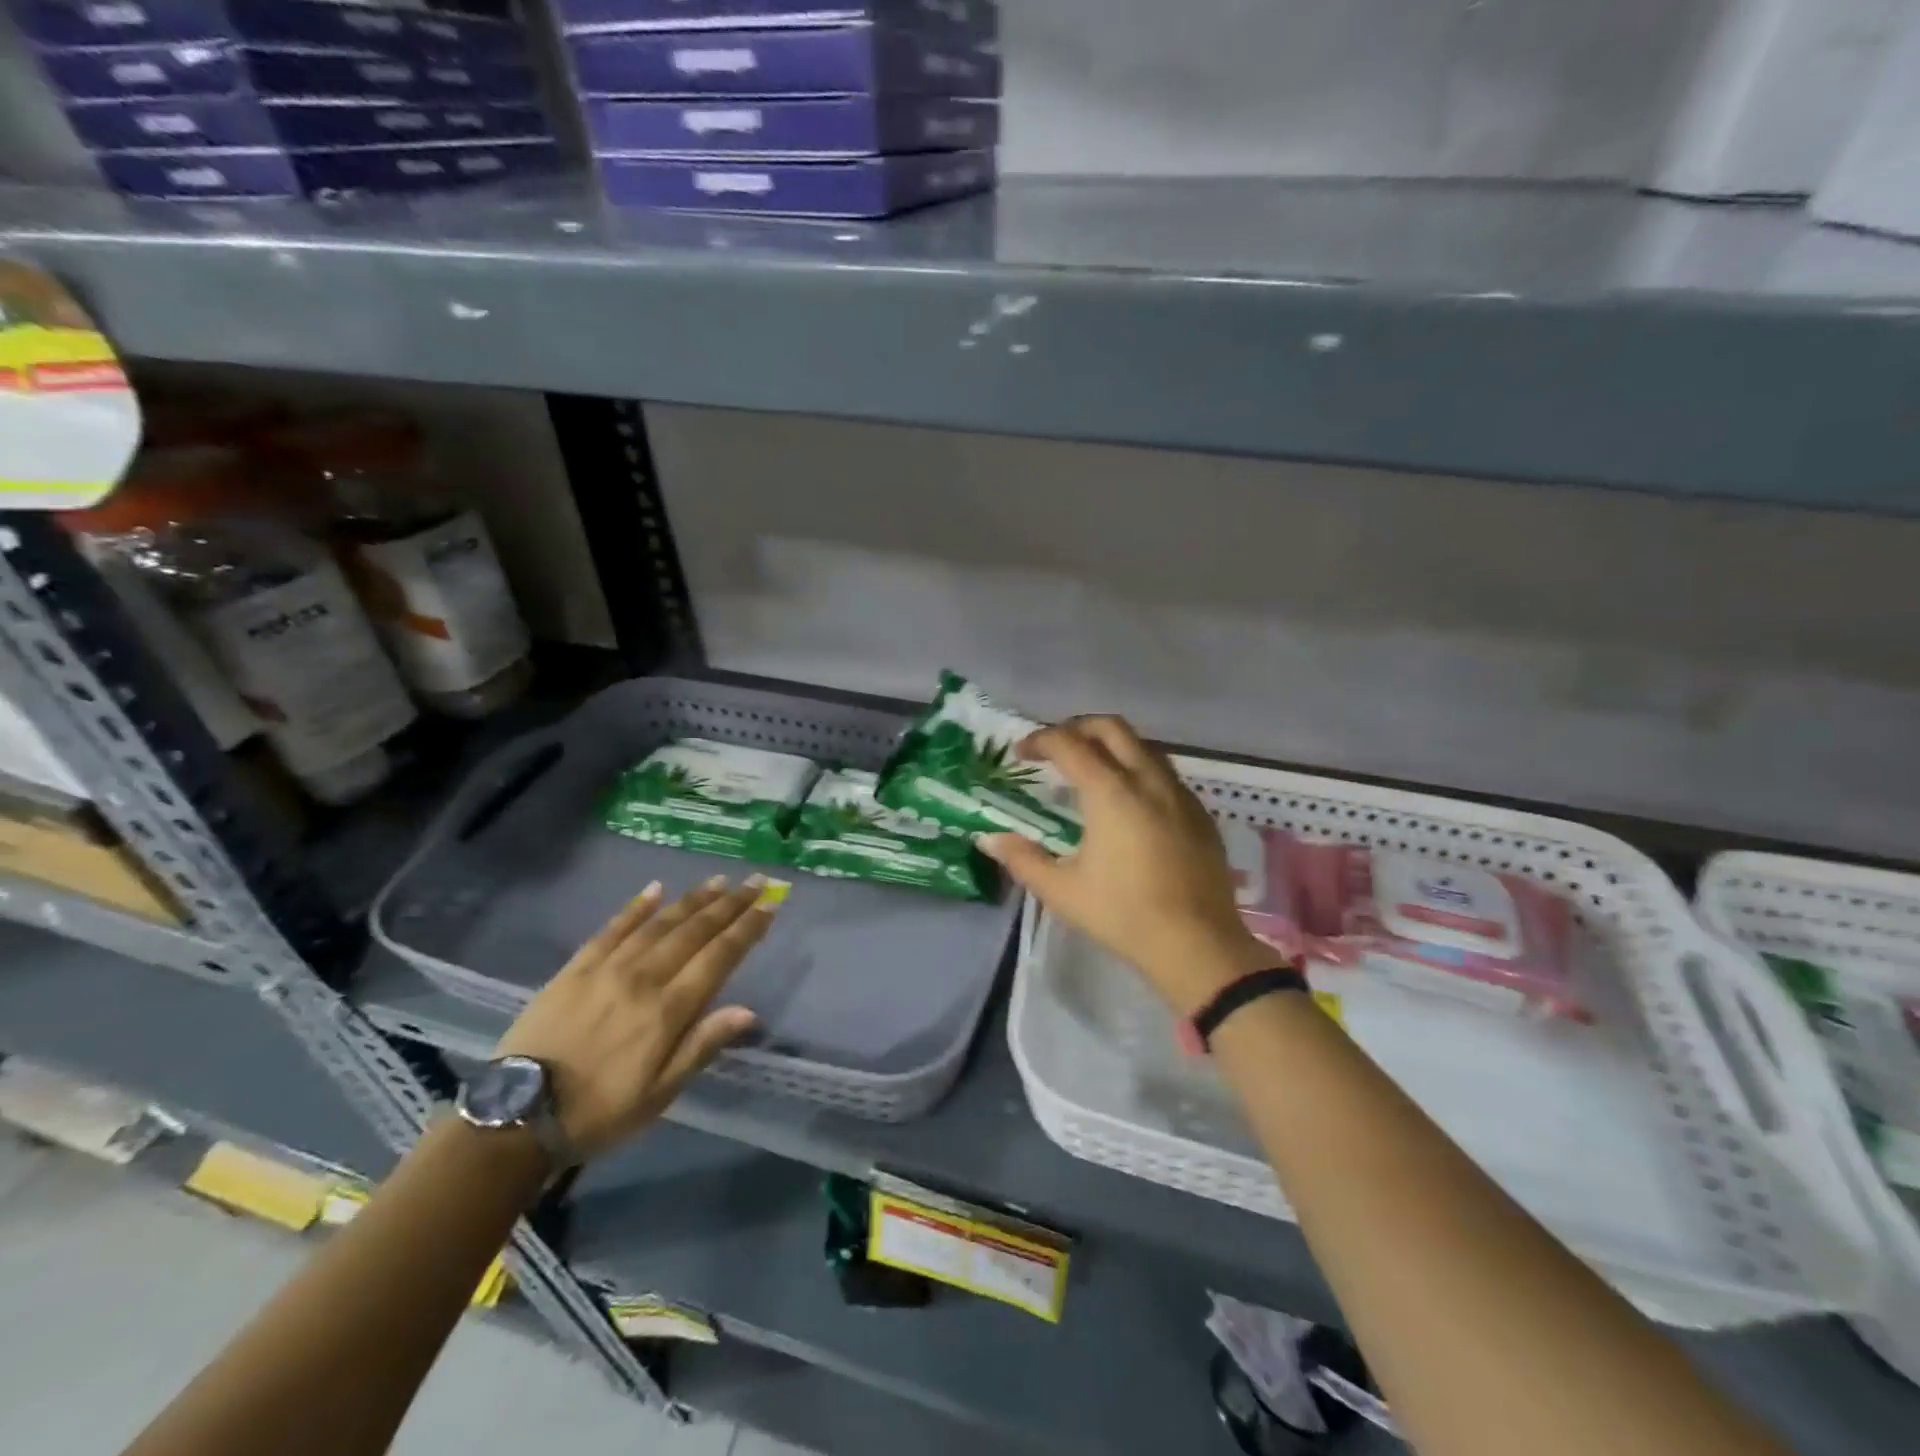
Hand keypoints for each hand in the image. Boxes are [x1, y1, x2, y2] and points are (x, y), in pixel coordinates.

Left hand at [494, 875, 771, 1160]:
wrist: (516, 1116)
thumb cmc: (600, 1112)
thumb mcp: (660, 1093)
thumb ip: (702, 1046)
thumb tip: (749, 1011)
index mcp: (668, 1010)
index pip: (719, 957)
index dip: (748, 929)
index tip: (771, 905)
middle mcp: (643, 978)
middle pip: (695, 931)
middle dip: (730, 904)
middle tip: (756, 881)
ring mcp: (607, 968)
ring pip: (660, 923)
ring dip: (693, 899)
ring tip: (719, 880)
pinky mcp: (576, 968)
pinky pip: (612, 928)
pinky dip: (636, 907)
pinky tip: (655, 889)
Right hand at [980, 716, 1273, 1014]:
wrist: (1198, 945)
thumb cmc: (1123, 915)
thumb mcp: (1062, 890)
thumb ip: (1022, 858)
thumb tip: (989, 838)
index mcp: (1111, 793)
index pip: (1070, 744)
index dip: (1040, 740)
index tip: (1021, 753)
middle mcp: (1148, 780)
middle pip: (1112, 728)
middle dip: (1078, 727)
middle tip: (1055, 748)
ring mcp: (1180, 795)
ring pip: (1144, 746)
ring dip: (1112, 745)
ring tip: (1091, 768)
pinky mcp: (1200, 814)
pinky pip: (1165, 773)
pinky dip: (1139, 769)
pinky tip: (1130, 802)